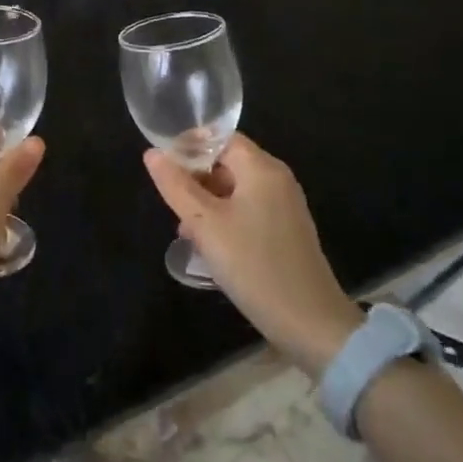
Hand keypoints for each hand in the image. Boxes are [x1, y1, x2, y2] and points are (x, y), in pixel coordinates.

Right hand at [144, 134, 363, 374]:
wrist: (310, 323)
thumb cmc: (254, 265)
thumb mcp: (205, 225)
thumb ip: (176, 186)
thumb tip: (152, 154)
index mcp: (261, 168)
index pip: (219, 138)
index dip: (188, 147)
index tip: (162, 168)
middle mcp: (276, 180)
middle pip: (226, 163)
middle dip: (195, 180)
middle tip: (171, 207)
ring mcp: (283, 207)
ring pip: (234, 190)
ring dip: (206, 204)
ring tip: (185, 232)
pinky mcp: (285, 231)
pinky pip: (247, 211)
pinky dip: (224, 219)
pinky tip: (208, 247)